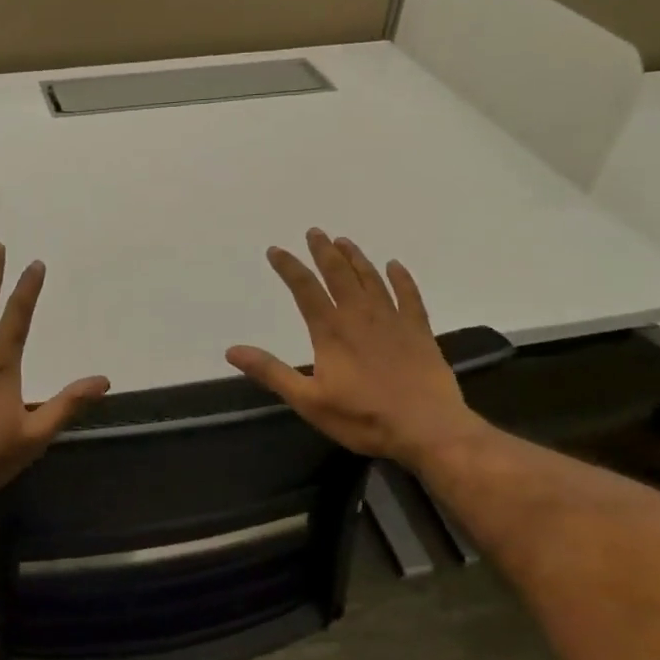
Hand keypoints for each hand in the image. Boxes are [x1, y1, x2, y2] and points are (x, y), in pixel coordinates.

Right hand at [226, 229, 487, 467]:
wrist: (427, 428)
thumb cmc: (363, 418)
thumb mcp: (308, 400)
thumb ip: (271, 372)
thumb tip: (232, 350)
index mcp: (330, 331)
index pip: (304, 289)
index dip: (289, 267)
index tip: (276, 250)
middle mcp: (360, 316)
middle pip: (339, 275)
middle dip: (324, 252)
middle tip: (315, 232)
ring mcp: (393, 321)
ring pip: (371, 279)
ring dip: (356, 258)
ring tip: (344, 241)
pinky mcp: (419, 331)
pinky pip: (409, 296)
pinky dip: (401, 278)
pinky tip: (394, 266)